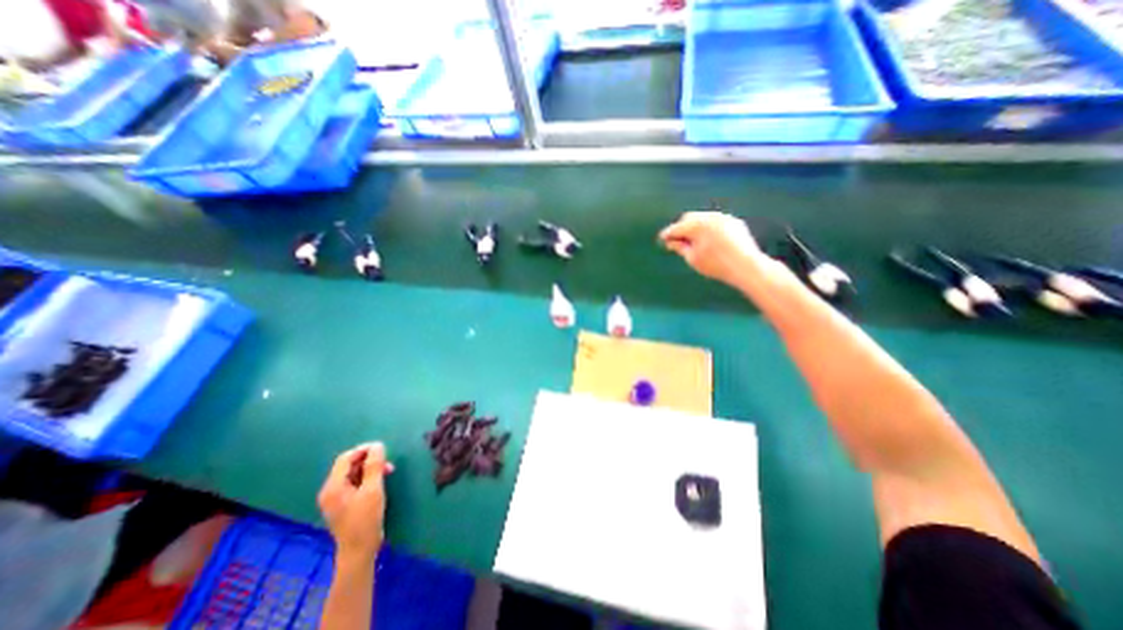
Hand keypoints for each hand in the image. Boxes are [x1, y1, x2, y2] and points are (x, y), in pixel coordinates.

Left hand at [317, 440, 395, 559]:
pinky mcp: (343, 504)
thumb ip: (374, 465)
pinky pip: (354, 483)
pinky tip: (379, 481)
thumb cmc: (366, 519)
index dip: (364, 449)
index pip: (346, 458)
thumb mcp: (373, 489)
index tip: (383, 447)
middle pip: (349, 465)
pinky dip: (367, 478)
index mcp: (333, 486)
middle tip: (388, 461)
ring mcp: (335, 498)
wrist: (359, 550)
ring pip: (353, 473)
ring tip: (388, 470)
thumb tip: (377, 445)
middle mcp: (330, 490)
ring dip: (370, 468)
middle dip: (369, 459)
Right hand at [661, 211, 772, 288]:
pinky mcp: (734, 222)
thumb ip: (679, 247)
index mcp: (696, 225)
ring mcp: (723, 217)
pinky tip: (709, 241)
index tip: (662, 239)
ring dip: (695, 227)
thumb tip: (670, 242)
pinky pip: (716, 222)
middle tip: (676, 240)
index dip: (667, 234)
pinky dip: (709, 229)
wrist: (746, 266)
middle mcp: (709, 216)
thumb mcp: (692, 258)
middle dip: (681, 228)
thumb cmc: (715, 265)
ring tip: (692, 241)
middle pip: (688, 218)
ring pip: (703, 218)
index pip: (676, 228)